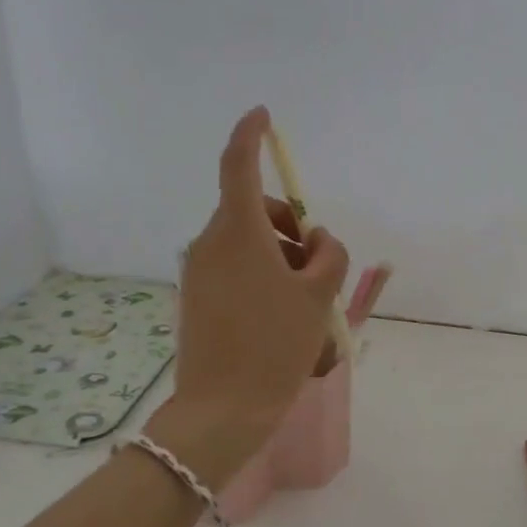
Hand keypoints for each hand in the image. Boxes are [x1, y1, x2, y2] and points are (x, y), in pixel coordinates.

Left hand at [153, 107, 348, 482]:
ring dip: (282, 254)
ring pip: (249, 240)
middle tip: (319, 265)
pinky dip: (265, 275)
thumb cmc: (276, 345)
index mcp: (239, 232)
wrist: (223, 410)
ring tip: (307, 301)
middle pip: (256, 209)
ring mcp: (200, 270)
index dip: (251, 136)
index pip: (239, 166)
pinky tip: (284, 317)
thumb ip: (328, 254)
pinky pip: (237, 267)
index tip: (262, 116)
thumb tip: (316, 242)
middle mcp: (211, 243)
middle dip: (292, 224)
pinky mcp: (198, 295)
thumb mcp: (318, 295)